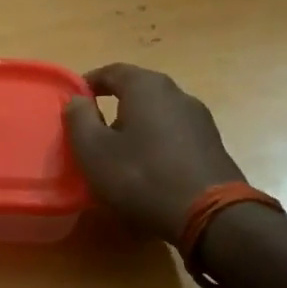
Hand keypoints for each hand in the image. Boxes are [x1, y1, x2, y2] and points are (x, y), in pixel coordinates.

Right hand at [64, 64, 243, 239]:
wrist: (211, 216)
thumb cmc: (141, 176)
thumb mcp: (93, 150)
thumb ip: (78, 118)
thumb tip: (77, 100)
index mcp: (146, 87)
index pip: (111, 71)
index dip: (88, 82)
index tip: (73, 101)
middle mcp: (177, 94)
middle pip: (137, 91)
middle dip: (113, 106)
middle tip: (93, 130)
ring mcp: (200, 119)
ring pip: (157, 114)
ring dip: (135, 127)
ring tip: (118, 153)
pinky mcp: (213, 145)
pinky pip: (174, 135)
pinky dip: (155, 143)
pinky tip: (147, 168)